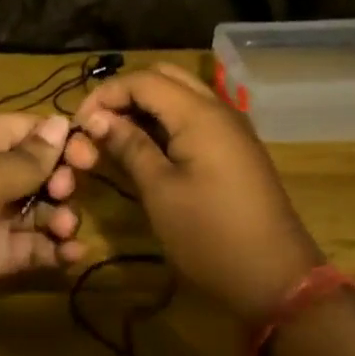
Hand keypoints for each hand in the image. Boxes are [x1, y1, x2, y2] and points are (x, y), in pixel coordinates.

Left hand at [0, 113, 96, 339]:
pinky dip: (52, 249)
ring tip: (66, 230)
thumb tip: (61, 122)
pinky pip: (28, 247)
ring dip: (60, 216)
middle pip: (35, 169)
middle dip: (61, 179)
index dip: (60, 139)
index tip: (90, 156)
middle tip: (66, 195)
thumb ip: (27, 157)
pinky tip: (71, 256)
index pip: (26, 129)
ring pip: (36, 209)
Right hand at [72, 64, 322, 318]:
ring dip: (146, 106)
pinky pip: (195, 117)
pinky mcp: (235, 148)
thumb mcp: (160, 192)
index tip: (78, 123)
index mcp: (199, 114)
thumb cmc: (210, 236)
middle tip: (98, 124)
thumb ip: (129, 146)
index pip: (143, 80)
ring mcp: (231, 129)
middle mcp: (218, 109)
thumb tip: (98, 118)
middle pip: (164, 77)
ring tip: (114, 136)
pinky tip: (146, 148)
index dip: (106, 94)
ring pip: (181, 95)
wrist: (276, 278)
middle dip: (126, 93)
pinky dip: (166, 121)